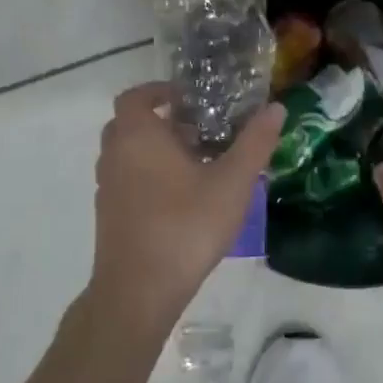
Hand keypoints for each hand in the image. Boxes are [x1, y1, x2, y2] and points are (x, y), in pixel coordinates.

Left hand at [89, 83, 285, 332]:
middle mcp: (114, 155)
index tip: (189, 99)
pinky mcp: (108, 215)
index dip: (160, 92)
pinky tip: (181, 200)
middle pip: (131, 124)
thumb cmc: (186, 226)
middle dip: (162, 122)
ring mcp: (107, 187)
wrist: (139, 290)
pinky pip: (127, 181)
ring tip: (196, 166)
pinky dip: (148, 178)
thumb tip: (276, 108)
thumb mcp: (232, 183)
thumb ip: (255, 143)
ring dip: (155, 152)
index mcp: (138, 136)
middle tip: (199, 132)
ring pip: (128, 155)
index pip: (137, 97)